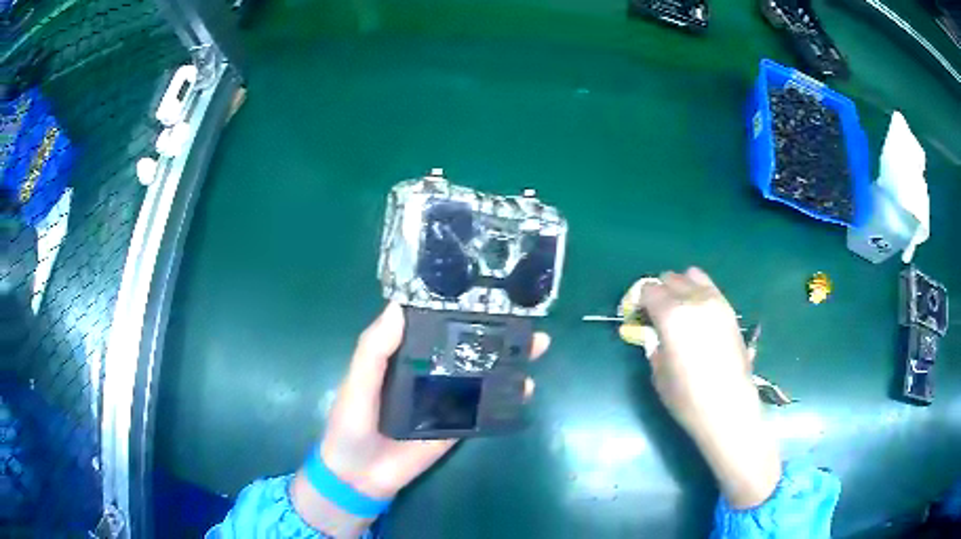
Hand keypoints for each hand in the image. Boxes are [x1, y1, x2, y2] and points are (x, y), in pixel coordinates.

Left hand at [292, 303, 549, 536]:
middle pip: (465, 347)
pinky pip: (483, 409)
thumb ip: (374, 349)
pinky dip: (505, 398)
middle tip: (524, 317)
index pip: (432, 325)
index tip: (486, 288)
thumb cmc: (351, 424)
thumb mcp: (356, 382)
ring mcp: (446, 400)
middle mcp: (429, 372)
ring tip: (536, 345)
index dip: (456, 307)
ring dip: (507, 360)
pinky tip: (525, 386)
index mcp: (403, 356)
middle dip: (495, 332)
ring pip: (480, 374)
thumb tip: (399, 306)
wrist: (361, 477)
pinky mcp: (457, 425)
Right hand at [637, 268, 780, 508]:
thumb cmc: (688, 397)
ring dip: (681, 288)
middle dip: (659, 292)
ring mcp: (716, 302)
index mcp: (671, 315)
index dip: (639, 301)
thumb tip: (654, 334)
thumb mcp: (659, 373)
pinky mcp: (730, 310)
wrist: (729, 406)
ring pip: (693, 276)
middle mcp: (694, 300)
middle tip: (656, 315)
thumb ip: (654, 345)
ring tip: (679, 311)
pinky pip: (710, 288)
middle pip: (670, 278)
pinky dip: (699, 293)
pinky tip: (698, 315)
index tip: (637, 317)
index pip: (648, 289)